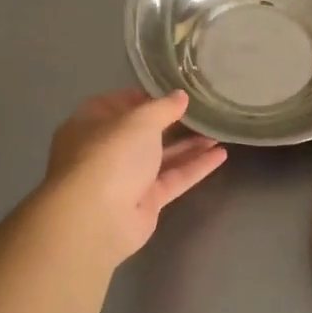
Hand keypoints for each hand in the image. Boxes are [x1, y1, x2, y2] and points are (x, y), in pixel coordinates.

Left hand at [44, 89, 227, 264]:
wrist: (97, 219)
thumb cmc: (110, 156)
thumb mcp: (140, 120)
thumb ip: (163, 107)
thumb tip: (180, 96)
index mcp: (91, 125)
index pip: (117, 104)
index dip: (145, 97)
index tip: (174, 93)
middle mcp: (106, 151)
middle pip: (142, 133)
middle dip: (173, 123)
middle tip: (203, 112)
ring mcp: (125, 178)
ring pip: (161, 157)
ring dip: (189, 145)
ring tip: (219, 132)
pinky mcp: (145, 201)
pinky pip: (173, 179)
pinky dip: (195, 167)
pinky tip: (221, 155)